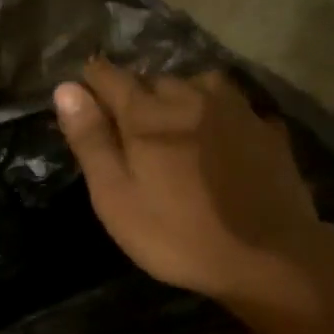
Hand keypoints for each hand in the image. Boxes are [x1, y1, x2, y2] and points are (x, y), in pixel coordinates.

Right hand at [54, 58, 318, 297]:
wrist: (268, 257)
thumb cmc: (176, 233)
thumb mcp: (116, 196)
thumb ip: (91, 140)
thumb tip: (66, 89)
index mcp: (147, 115)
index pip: (109, 77)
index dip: (91, 81)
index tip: (82, 92)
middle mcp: (191, 98)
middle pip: (154, 79)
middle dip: (136, 93)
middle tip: (128, 126)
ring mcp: (236, 110)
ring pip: (198, 85)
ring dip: (180, 96)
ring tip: (174, 123)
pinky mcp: (268, 130)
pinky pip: (234, 106)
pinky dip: (218, 114)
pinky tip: (219, 136)